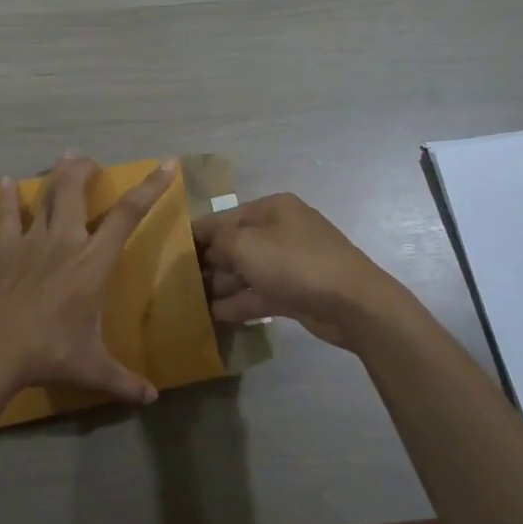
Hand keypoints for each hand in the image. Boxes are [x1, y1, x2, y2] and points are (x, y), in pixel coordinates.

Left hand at [0, 154, 173, 406]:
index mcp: (93, 262)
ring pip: (45, 196)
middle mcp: (64, 241)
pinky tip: (3, 182)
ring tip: (64, 158)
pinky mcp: (4, 250)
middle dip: (85, 168)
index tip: (167, 164)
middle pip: (75, 190)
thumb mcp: (92, 369)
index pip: (128, 215)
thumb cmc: (48, 353)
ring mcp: (31, 241)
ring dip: (56, 175)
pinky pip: (6, 216)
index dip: (150, 187)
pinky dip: (6, 198)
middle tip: (91, 160)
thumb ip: (124, 381)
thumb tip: (152, 399)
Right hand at [193, 193, 406, 350]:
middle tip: (178, 283)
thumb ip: (218, 240)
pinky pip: (260, 292)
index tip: (170, 254)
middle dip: (209, 262)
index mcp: (271, 208)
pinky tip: (215, 315)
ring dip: (222, 285)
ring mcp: (290, 262)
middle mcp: (280, 230)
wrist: (352, 303)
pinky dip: (239, 302)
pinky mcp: (296, 291)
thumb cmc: (295, 263)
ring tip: (191, 302)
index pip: (223, 217)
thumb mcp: (246, 244)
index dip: (197, 235)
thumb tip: (204, 245)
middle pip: (235, 244)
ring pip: (247, 270)